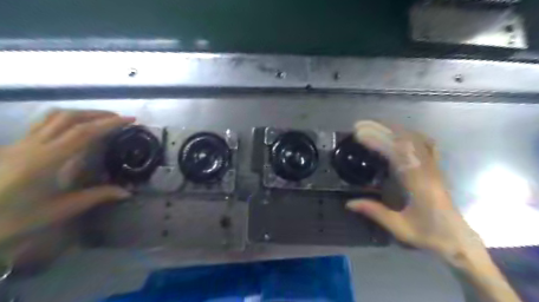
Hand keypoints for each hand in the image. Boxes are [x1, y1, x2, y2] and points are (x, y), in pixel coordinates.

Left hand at [0, 111, 133, 247]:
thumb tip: (127, 192)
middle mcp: (33, 145)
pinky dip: (66, 118)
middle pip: (69, 118)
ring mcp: (21, 143)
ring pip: (54, 116)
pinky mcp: (16, 145)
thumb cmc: (13, 218)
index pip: (83, 133)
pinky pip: (45, 123)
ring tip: (101, 119)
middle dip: (98, 114)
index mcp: (46, 160)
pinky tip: (75, 126)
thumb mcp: (59, 210)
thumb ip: (96, 196)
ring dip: (82, 113)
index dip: (109, 124)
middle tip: (120, 119)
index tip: (130, 120)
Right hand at [345, 121, 521, 300]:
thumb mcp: (400, 227)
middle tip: (359, 126)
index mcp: (419, 183)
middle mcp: (427, 169)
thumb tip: (348, 203)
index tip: (359, 136)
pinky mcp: (435, 167)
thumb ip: (374, 212)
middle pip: (405, 140)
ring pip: (415, 138)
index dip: (378, 141)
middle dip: (381, 129)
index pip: (398, 154)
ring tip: (373, 124)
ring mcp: (433, 166)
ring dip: (393, 128)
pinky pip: (425, 143)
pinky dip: (410, 134)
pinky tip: (400, 133)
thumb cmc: (429, 233)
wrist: (457, 238)